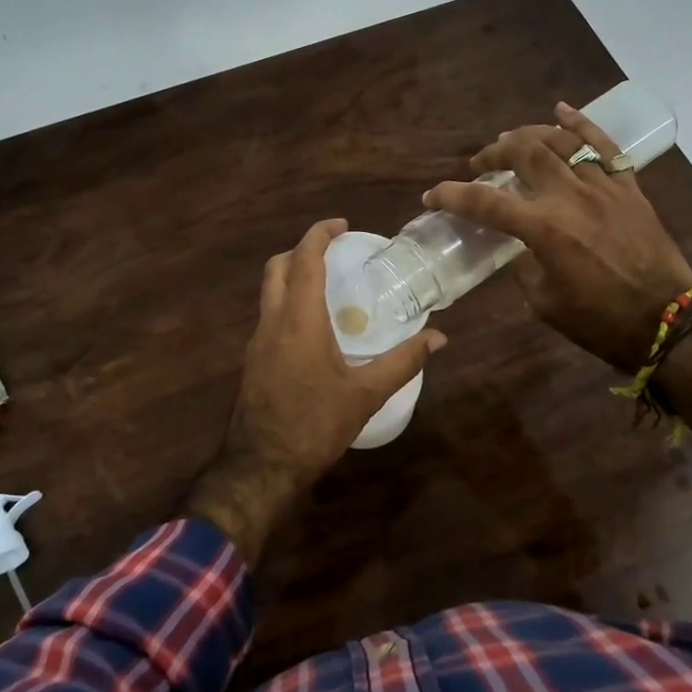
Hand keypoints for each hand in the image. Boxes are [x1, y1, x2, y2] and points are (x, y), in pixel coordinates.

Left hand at [183, 219, 445, 565]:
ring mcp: (257, 341)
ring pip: (269, 291)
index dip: (320, 234)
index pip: (305, 259)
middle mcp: (272, 322)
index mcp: (299, 320)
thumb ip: (403, 362)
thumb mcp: (366, 394)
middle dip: (303, 250)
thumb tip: (438, 338)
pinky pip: (269, 315)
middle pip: (278, 267)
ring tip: (329, 286)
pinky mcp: (252, 360)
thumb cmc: (315, 425)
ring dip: (293, 276)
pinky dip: (288, 302)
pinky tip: (314, 327)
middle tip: (335, 252)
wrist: (261, 466)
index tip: (342, 225)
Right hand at [425, 102, 691, 372]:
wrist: (665, 322)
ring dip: (529, 135)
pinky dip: (581, 124)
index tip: (433, 195)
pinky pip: (604, 144)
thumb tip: (517, 246)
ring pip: (561, 141)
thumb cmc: (598, 320)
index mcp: (544, 229)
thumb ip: (523, 265)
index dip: (453, 195)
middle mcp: (570, 197)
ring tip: (512, 140)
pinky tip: (561, 111)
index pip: (485, 203)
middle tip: (481, 163)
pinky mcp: (628, 186)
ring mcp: (602, 186)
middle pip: (523, 153)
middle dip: (493, 153)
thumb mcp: (543, 301)